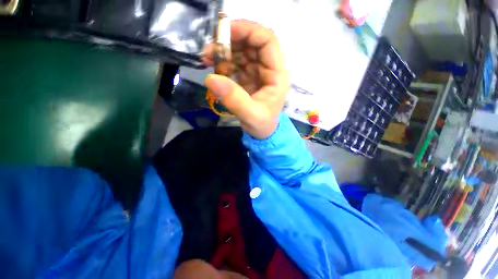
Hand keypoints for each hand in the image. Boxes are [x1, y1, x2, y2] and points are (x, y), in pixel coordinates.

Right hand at [203, 20, 289, 139]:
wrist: (263, 133)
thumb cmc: (262, 125)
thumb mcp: (251, 116)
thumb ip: (234, 99)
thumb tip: (210, 78)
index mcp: (277, 75)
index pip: (267, 40)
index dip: (247, 30)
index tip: (223, 33)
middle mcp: (270, 69)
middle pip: (253, 42)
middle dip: (231, 42)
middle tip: (210, 50)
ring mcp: (259, 72)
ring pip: (243, 51)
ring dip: (225, 52)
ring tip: (208, 60)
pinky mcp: (250, 78)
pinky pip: (237, 63)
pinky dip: (224, 64)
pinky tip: (216, 71)